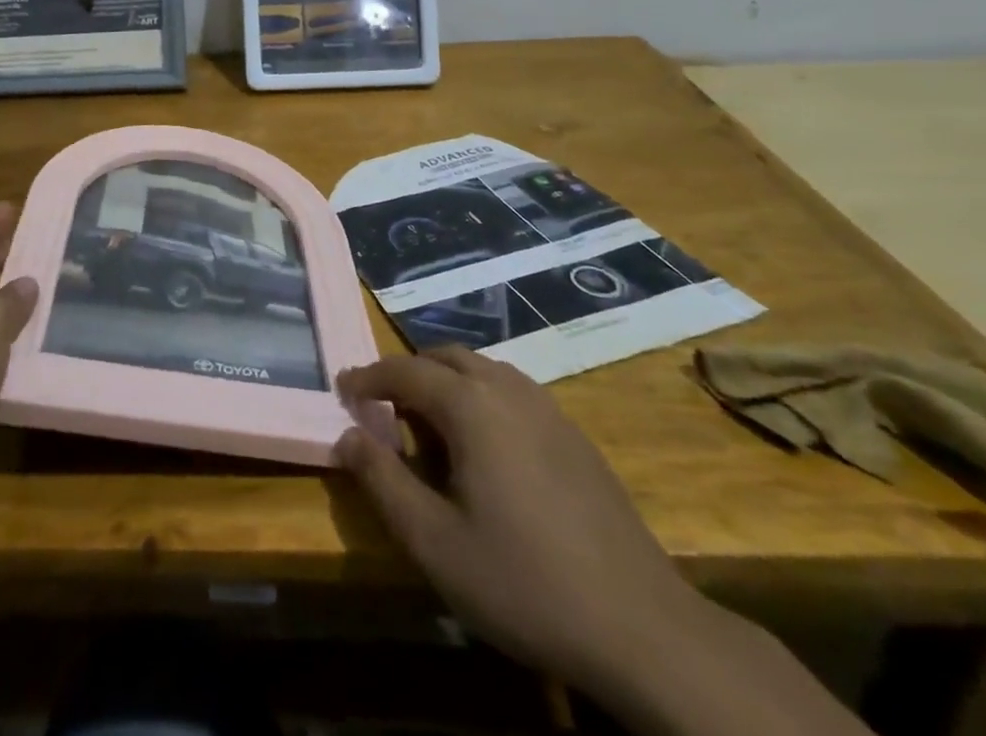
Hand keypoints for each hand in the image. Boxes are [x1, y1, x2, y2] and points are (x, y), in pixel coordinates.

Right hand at [336, 346, 701, 690]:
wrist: (641, 628)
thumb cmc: (523, 581)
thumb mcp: (433, 541)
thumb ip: (381, 480)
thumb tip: (346, 436)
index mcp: (470, 405)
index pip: (404, 370)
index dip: (368, 377)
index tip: (343, 390)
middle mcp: (508, 389)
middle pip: (445, 358)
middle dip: (408, 374)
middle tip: (384, 409)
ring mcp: (548, 408)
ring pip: (482, 371)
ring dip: (446, 383)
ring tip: (429, 427)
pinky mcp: (574, 435)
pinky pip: (512, 393)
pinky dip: (481, 399)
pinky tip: (485, 449)